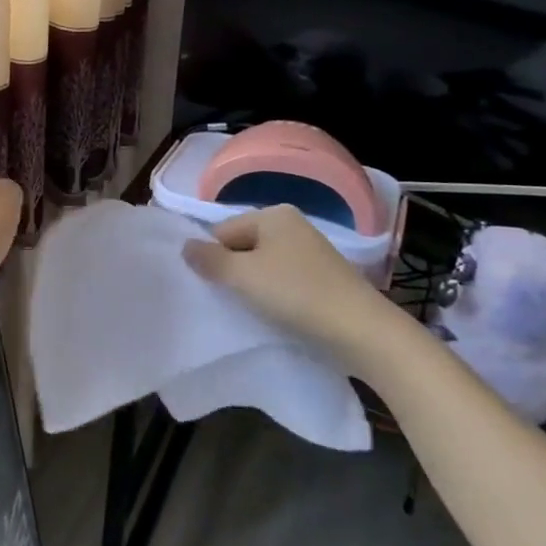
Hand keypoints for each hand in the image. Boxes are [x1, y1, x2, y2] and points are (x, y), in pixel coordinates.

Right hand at [182, 205, 416, 373]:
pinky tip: (276, 313)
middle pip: (242, 245)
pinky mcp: (322, 277)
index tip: (216, 287)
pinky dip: (274, 294)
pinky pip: (283, 279)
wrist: (360, 331)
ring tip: (255, 309)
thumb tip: (185, 246)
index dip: (213, 258)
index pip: (222, 230)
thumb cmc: (296, 294)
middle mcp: (292, 224)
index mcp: (273, 214)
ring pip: (262, 264)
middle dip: (233, 271)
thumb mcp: (243, 276)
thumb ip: (209, 259)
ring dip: (253, 286)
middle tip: (231, 299)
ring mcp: (310, 250)